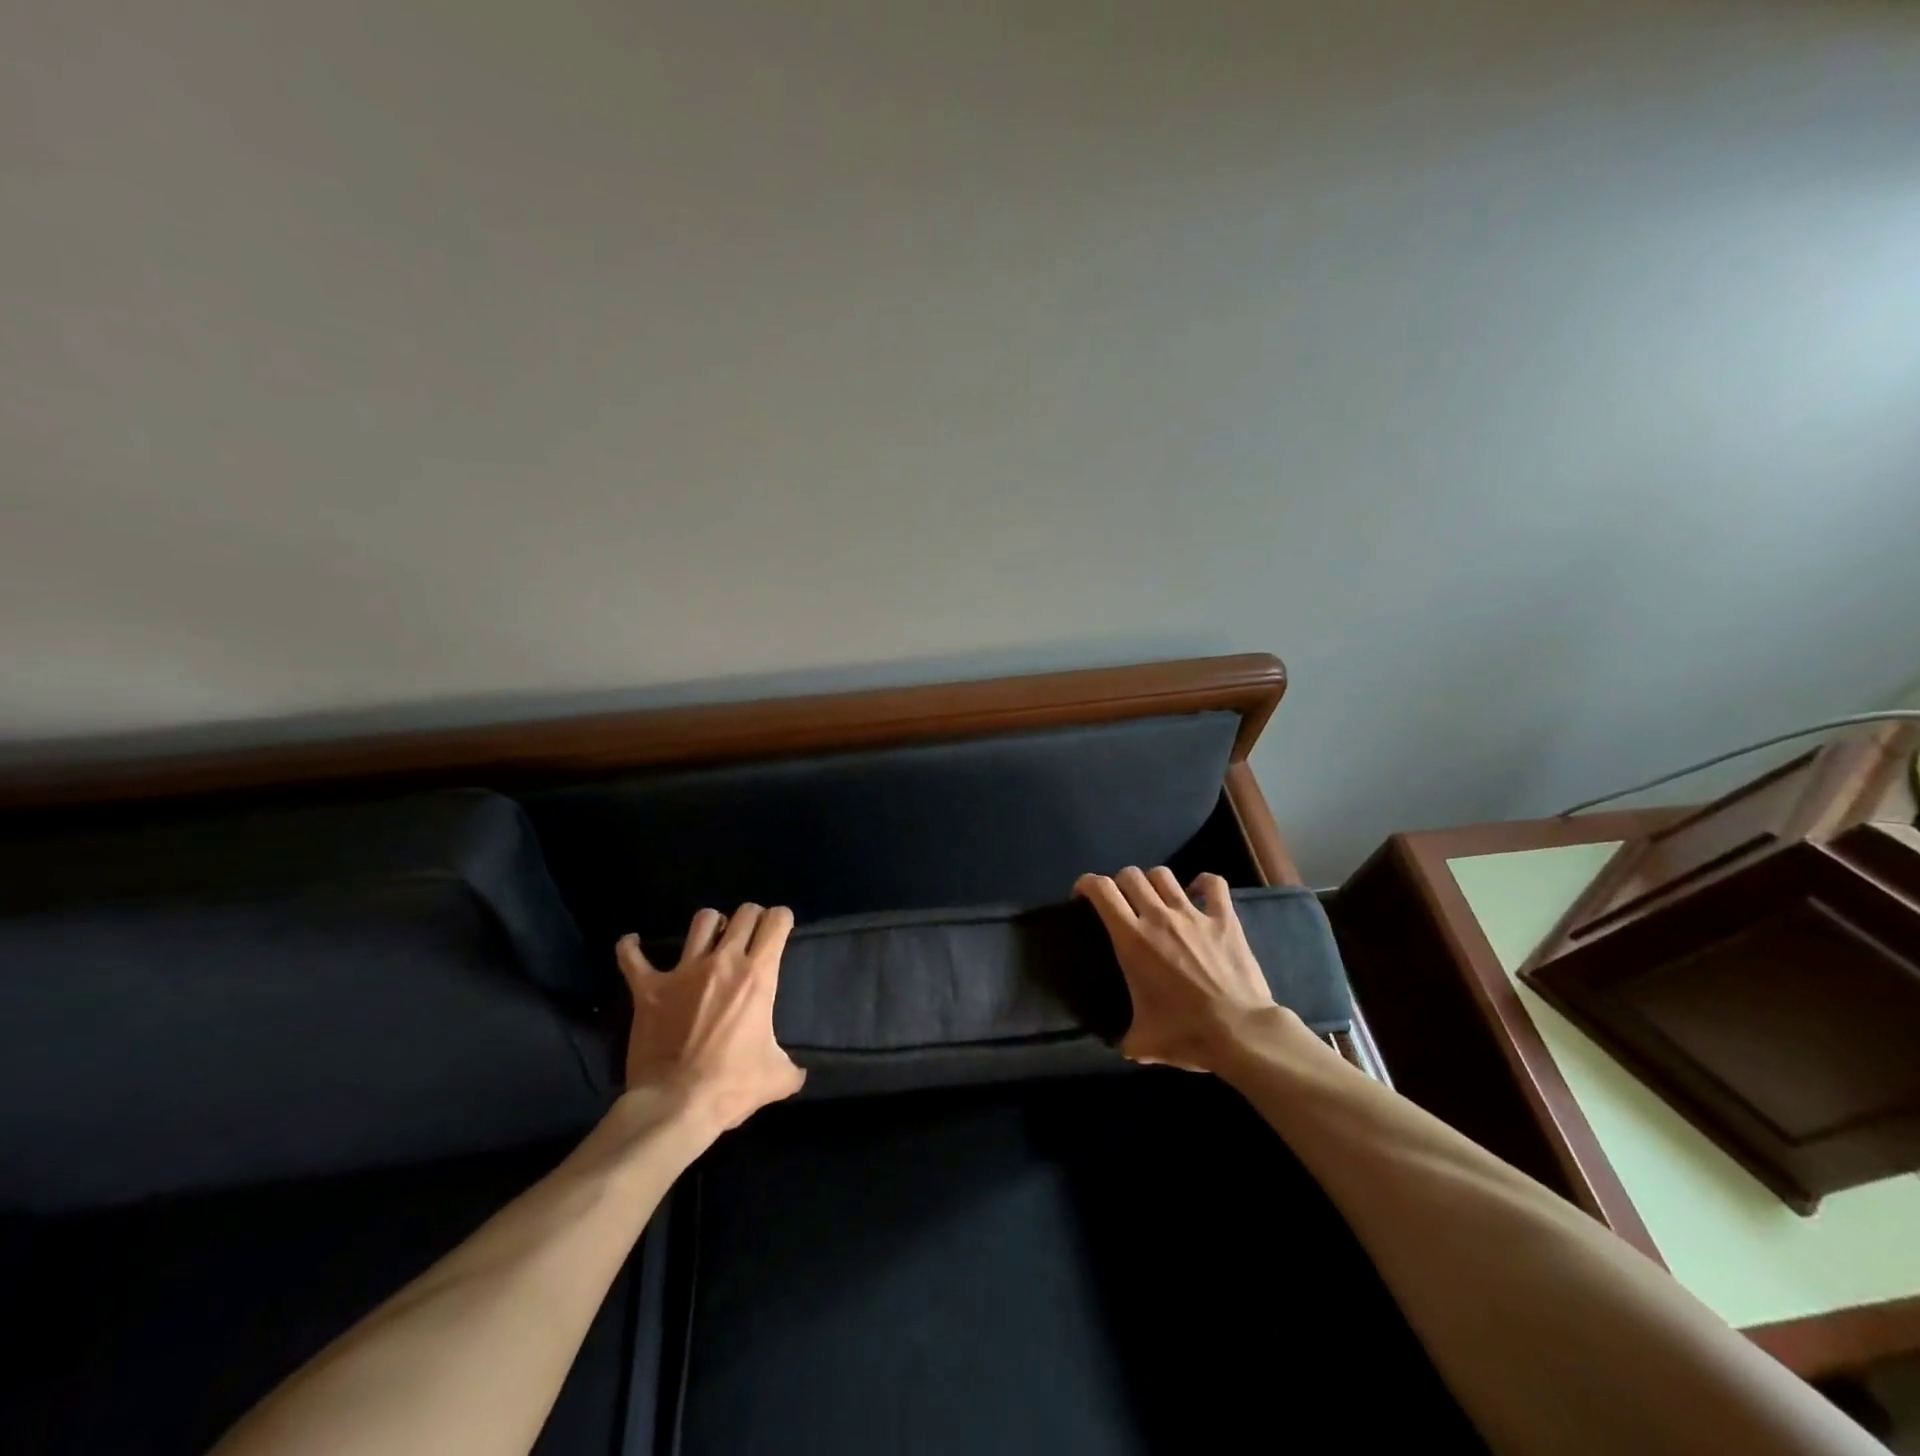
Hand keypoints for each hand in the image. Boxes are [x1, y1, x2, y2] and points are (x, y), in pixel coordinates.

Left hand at [616, 904, 805, 1132]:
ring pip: (701, 921)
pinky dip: (631, 948)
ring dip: (710, 926)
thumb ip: (791, 1067)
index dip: (781, 920)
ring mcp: (683, 971)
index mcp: (757, 975)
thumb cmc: (731, 1086)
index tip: (780, 931)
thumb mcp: (777, 1077)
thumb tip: (798, 1074)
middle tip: (750, 937)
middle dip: (751, 918)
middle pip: (743, 914)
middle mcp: (723, 962)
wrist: (676, 1106)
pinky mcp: (649, 989)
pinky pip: (633, 958)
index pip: (776, 922)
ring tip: (711, 940)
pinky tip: (633, 944)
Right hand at [1074, 867, 1292, 1072]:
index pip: (1102, 890)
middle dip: (1120, 883)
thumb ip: (1127, 1038)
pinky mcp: (1224, 919)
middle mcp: (1158, 917)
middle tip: (1122, 903)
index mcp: (1132, 939)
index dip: (1087, 884)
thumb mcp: (1143, 1042)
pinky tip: (1199, 892)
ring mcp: (1193, 915)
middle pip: (1131, 876)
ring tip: (1156, 898)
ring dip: (1154, 882)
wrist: (1240, 1033)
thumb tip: (1125, 1046)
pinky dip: (1203, 883)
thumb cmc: (1186, 1034)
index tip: (1084, 895)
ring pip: (1164, 875)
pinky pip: (1213, 884)